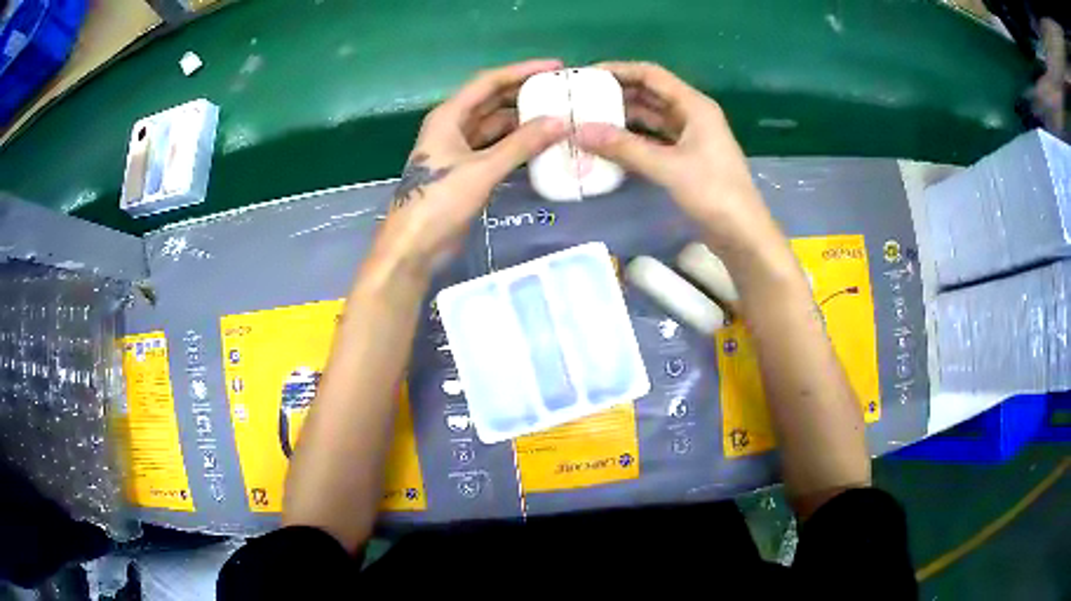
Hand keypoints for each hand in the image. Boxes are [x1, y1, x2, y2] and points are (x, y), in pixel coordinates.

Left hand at [376, 60, 568, 272]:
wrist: (414, 247)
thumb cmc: (439, 202)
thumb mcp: (482, 169)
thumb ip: (521, 144)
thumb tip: (559, 121)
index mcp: (449, 116)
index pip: (488, 82)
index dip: (521, 71)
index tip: (555, 67)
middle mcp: (452, 126)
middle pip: (492, 101)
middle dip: (524, 94)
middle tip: (560, 92)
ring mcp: (458, 149)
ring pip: (495, 125)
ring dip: (522, 121)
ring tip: (557, 116)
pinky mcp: (465, 171)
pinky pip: (495, 148)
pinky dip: (515, 145)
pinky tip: (540, 145)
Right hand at [574, 62, 771, 249]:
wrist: (742, 233)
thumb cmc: (713, 193)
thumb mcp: (668, 167)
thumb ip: (624, 148)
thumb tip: (579, 131)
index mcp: (694, 105)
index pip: (651, 75)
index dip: (619, 70)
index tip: (586, 75)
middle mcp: (692, 115)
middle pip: (650, 94)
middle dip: (617, 94)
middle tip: (581, 99)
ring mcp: (690, 137)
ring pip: (651, 117)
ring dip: (623, 117)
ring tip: (589, 120)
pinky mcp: (686, 158)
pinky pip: (654, 139)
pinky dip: (634, 139)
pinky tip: (610, 145)